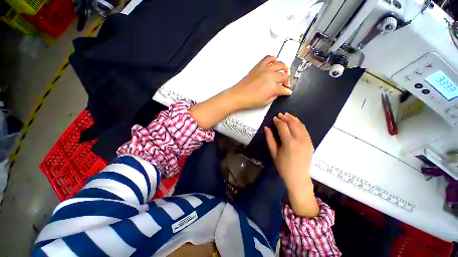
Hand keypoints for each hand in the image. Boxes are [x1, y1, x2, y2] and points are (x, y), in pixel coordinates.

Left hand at [228, 56, 291, 109]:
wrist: (238, 95)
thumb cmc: (250, 101)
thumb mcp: (265, 103)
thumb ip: (274, 97)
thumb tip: (277, 93)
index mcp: (273, 87)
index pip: (284, 89)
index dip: (287, 91)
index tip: (288, 92)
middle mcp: (271, 76)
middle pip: (284, 76)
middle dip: (287, 81)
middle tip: (286, 84)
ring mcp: (265, 69)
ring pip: (280, 64)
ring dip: (285, 68)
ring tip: (285, 72)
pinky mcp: (259, 66)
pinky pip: (269, 58)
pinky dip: (274, 59)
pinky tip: (275, 63)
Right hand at [264, 113, 318, 216]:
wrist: (298, 177)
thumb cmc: (283, 166)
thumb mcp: (273, 153)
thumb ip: (270, 139)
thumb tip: (266, 127)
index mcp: (289, 143)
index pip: (283, 126)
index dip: (278, 121)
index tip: (274, 118)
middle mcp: (299, 139)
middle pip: (293, 123)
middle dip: (286, 117)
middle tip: (280, 115)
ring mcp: (307, 141)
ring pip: (300, 125)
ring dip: (293, 119)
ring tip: (287, 115)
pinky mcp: (310, 142)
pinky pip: (305, 129)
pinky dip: (299, 123)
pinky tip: (295, 122)